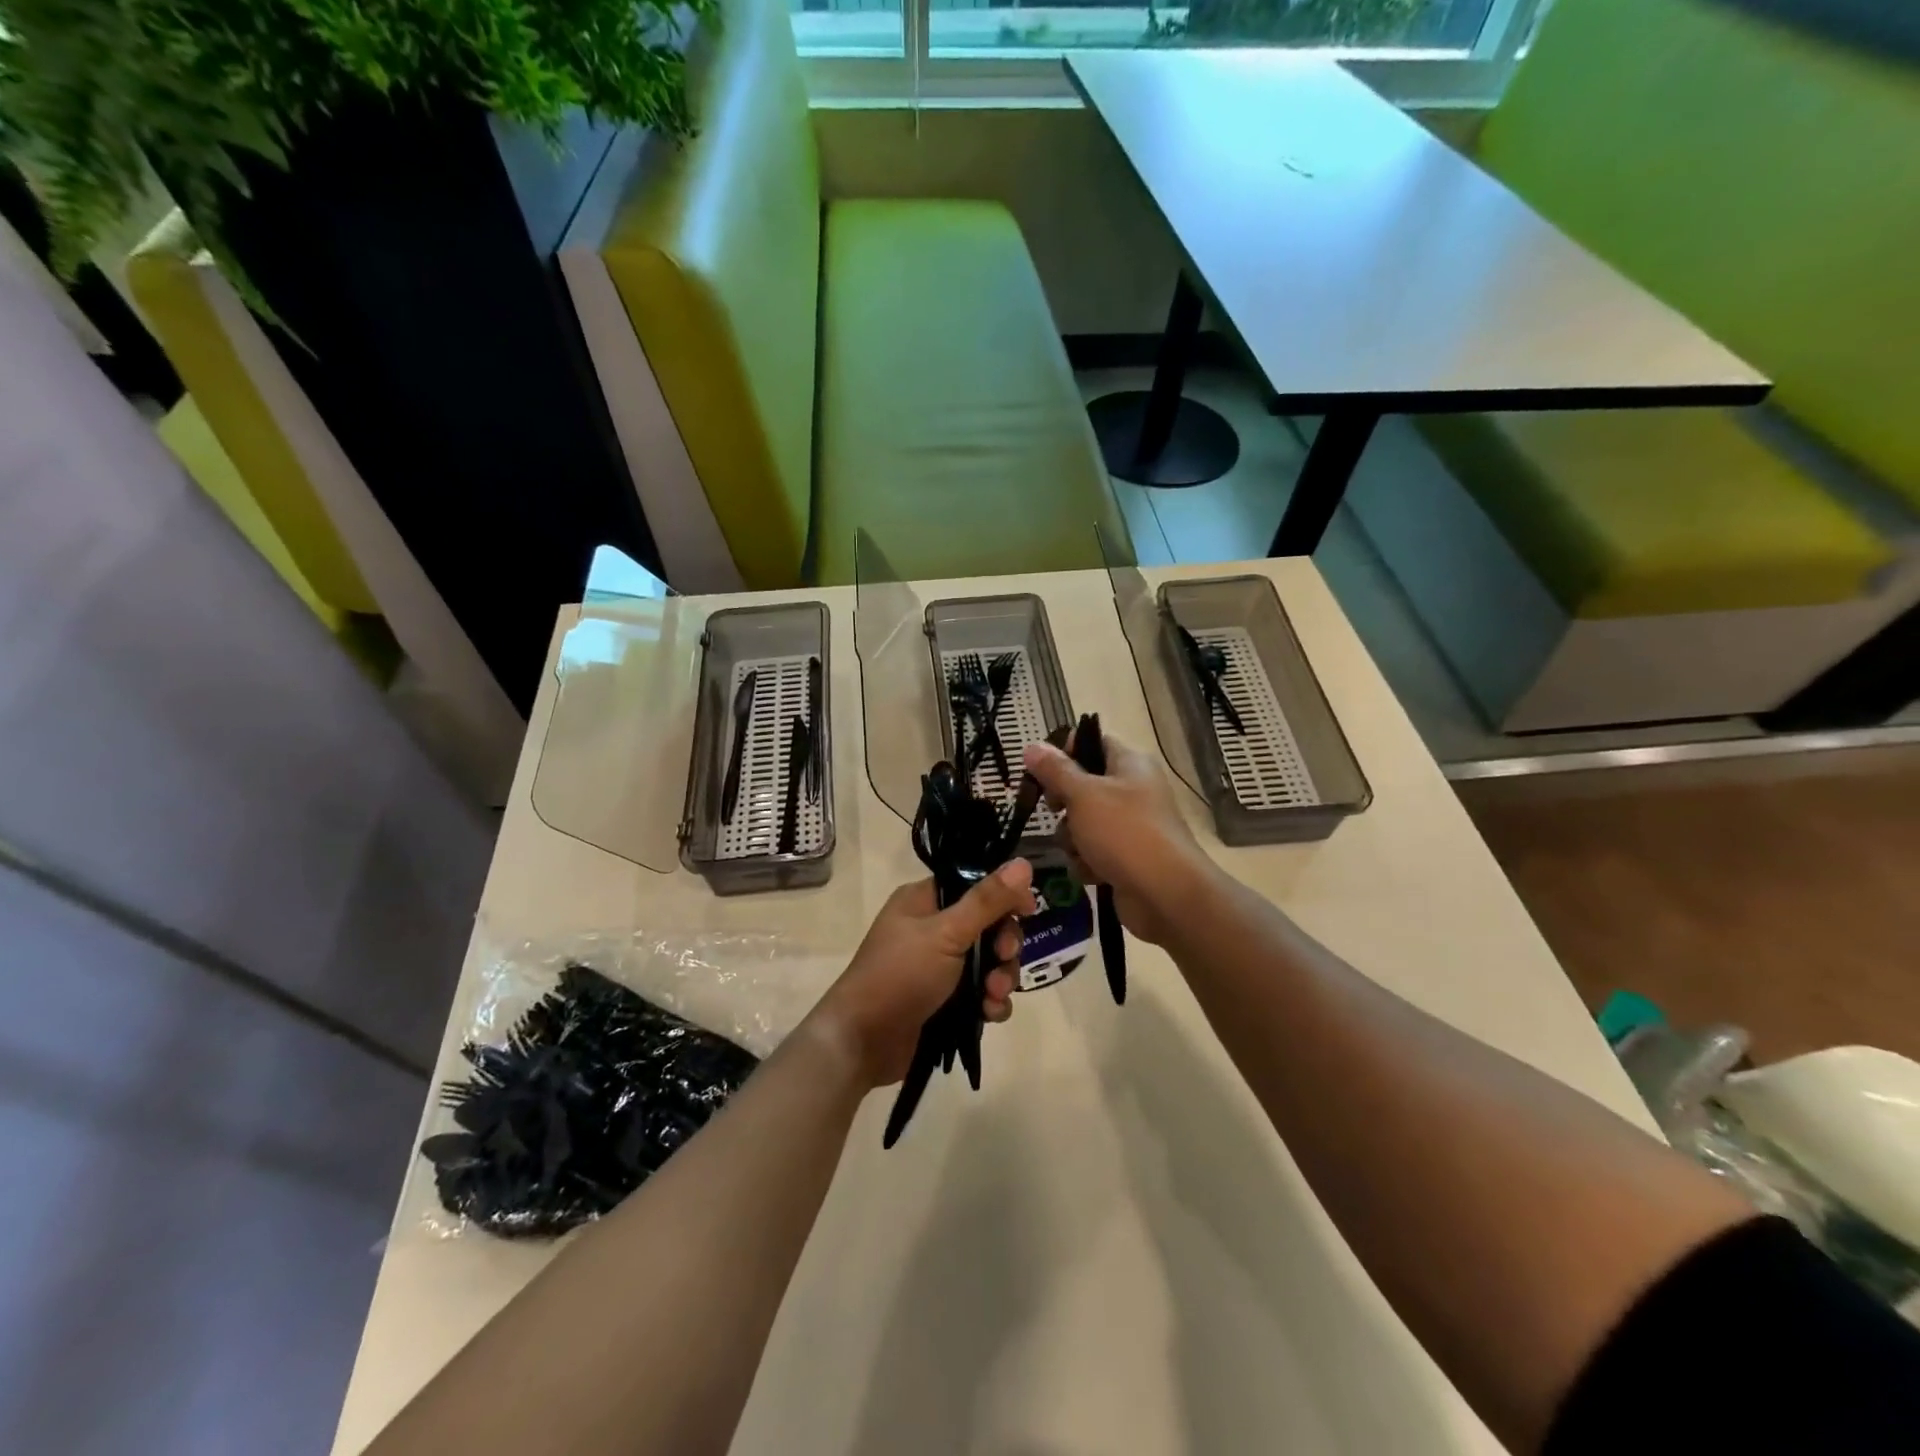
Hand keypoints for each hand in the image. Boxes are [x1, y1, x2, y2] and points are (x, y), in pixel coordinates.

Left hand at [812, 860, 1033, 1086]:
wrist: (863, 1041)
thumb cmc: (900, 974)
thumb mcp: (947, 933)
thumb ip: (987, 900)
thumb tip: (1024, 864)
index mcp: (925, 901)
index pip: (975, 885)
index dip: (1004, 896)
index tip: (1028, 910)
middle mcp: (933, 929)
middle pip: (988, 926)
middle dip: (1004, 945)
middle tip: (1005, 957)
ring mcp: (939, 967)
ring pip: (990, 963)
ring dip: (1001, 978)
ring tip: (993, 996)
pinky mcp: (946, 1001)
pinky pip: (982, 994)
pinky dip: (991, 1002)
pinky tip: (990, 1014)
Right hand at [1022, 734, 1212, 945]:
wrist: (1166, 894)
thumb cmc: (1124, 832)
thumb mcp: (1083, 795)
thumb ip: (1054, 770)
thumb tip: (1031, 745)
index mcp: (1130, 764)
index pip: (1092, 742)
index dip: (1064, 752)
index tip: (1042, 771)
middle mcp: (1133, 790)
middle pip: (1082, 786)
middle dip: (1063, 804)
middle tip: (1056, 811)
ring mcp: (1131, 827)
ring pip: (1082, 823)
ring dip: (1072, 839)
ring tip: (1080, 851)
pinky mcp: (1126, 858)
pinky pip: (1093, 852)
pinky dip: (1087, 863)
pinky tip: (1092, 873)